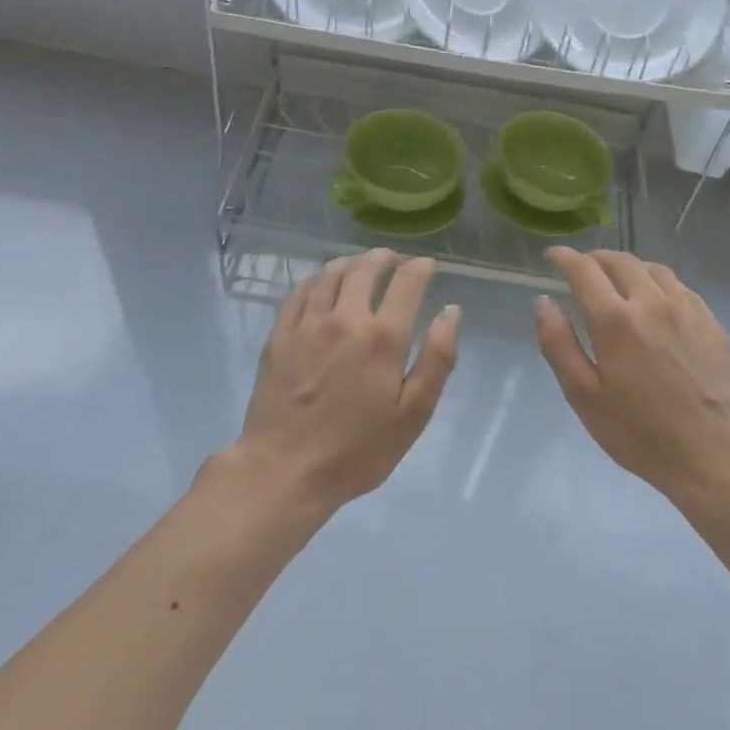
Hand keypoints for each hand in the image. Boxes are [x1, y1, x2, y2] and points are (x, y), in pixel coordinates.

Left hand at [219, 250, 460, 514]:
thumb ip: (437, 359)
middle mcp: (345, 318)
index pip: (407, 283)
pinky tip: (321, 285)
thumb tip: (451, 312)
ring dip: (351, 263)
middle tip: (394, 260)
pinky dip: (316, 279)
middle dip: (384, 258)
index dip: (420, 268)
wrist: (284, 470)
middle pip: (365, 269)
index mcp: (382, 337)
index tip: (427, 266)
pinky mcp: (279, 336)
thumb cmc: (357, 450)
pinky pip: (299, 292)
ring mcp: (306, 324)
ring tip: (360, 266)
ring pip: (330, 274)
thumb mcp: (413, 415)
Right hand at [535, 249, 729, 499]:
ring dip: (629, 267)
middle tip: (583, 268)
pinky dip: (659, 283)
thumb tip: (543, 302)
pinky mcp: (713, 324)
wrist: (717, 454)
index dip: (565, 258)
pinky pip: (681, 288)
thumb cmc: (641, 433)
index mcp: (616, 320)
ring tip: (619, 280)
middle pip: (621, 261)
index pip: (585, 271)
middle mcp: (653, 302)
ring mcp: (688, 310)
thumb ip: (559, 345)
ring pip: (654, 269)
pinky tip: (658, 302)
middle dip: (596, 258)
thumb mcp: (584, 396)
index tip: (553, 256)